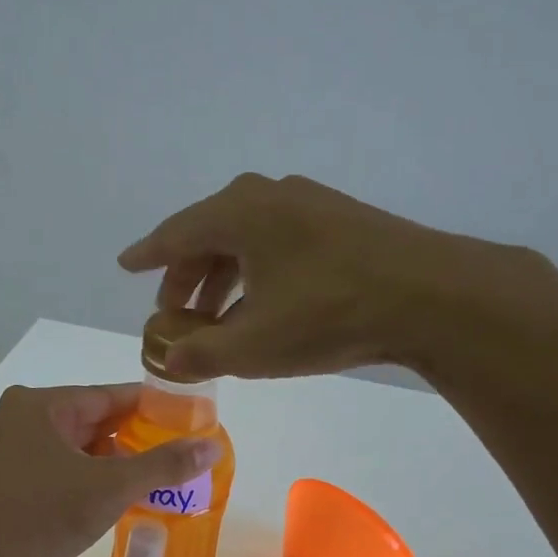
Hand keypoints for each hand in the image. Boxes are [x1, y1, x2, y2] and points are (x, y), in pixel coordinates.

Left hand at [0, 384, 219, 556]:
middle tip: (164, 455)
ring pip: (64, 445)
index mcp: (38, 405)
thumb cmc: (43, 516)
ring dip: (99, 461)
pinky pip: (44, 465)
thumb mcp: (111, 489)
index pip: (106, 395)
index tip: (181, 417)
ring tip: (137, 480)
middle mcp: (12, 416)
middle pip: (84, 419)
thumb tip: (213, 447)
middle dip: (125, 438)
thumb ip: (163, 465)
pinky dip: (73, 475)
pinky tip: (95, 497)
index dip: (147, 406)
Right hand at [119, 173, 557, 380]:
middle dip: (187, 277)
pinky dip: (256, 273)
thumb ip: (200, 355)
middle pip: (209, 235)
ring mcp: (308, 203)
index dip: (148, 256)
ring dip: (223, 279)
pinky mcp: (339, 220)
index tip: (127, 265)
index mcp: (237, 214)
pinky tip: (262, 305)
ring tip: (216, 321)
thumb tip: (167, 360)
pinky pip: (277, 243)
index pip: (175, 234)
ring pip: (246, 240)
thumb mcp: (253, 346)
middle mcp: (268, 196)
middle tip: (175, 315)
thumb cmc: (328, 315)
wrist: (430, 295)